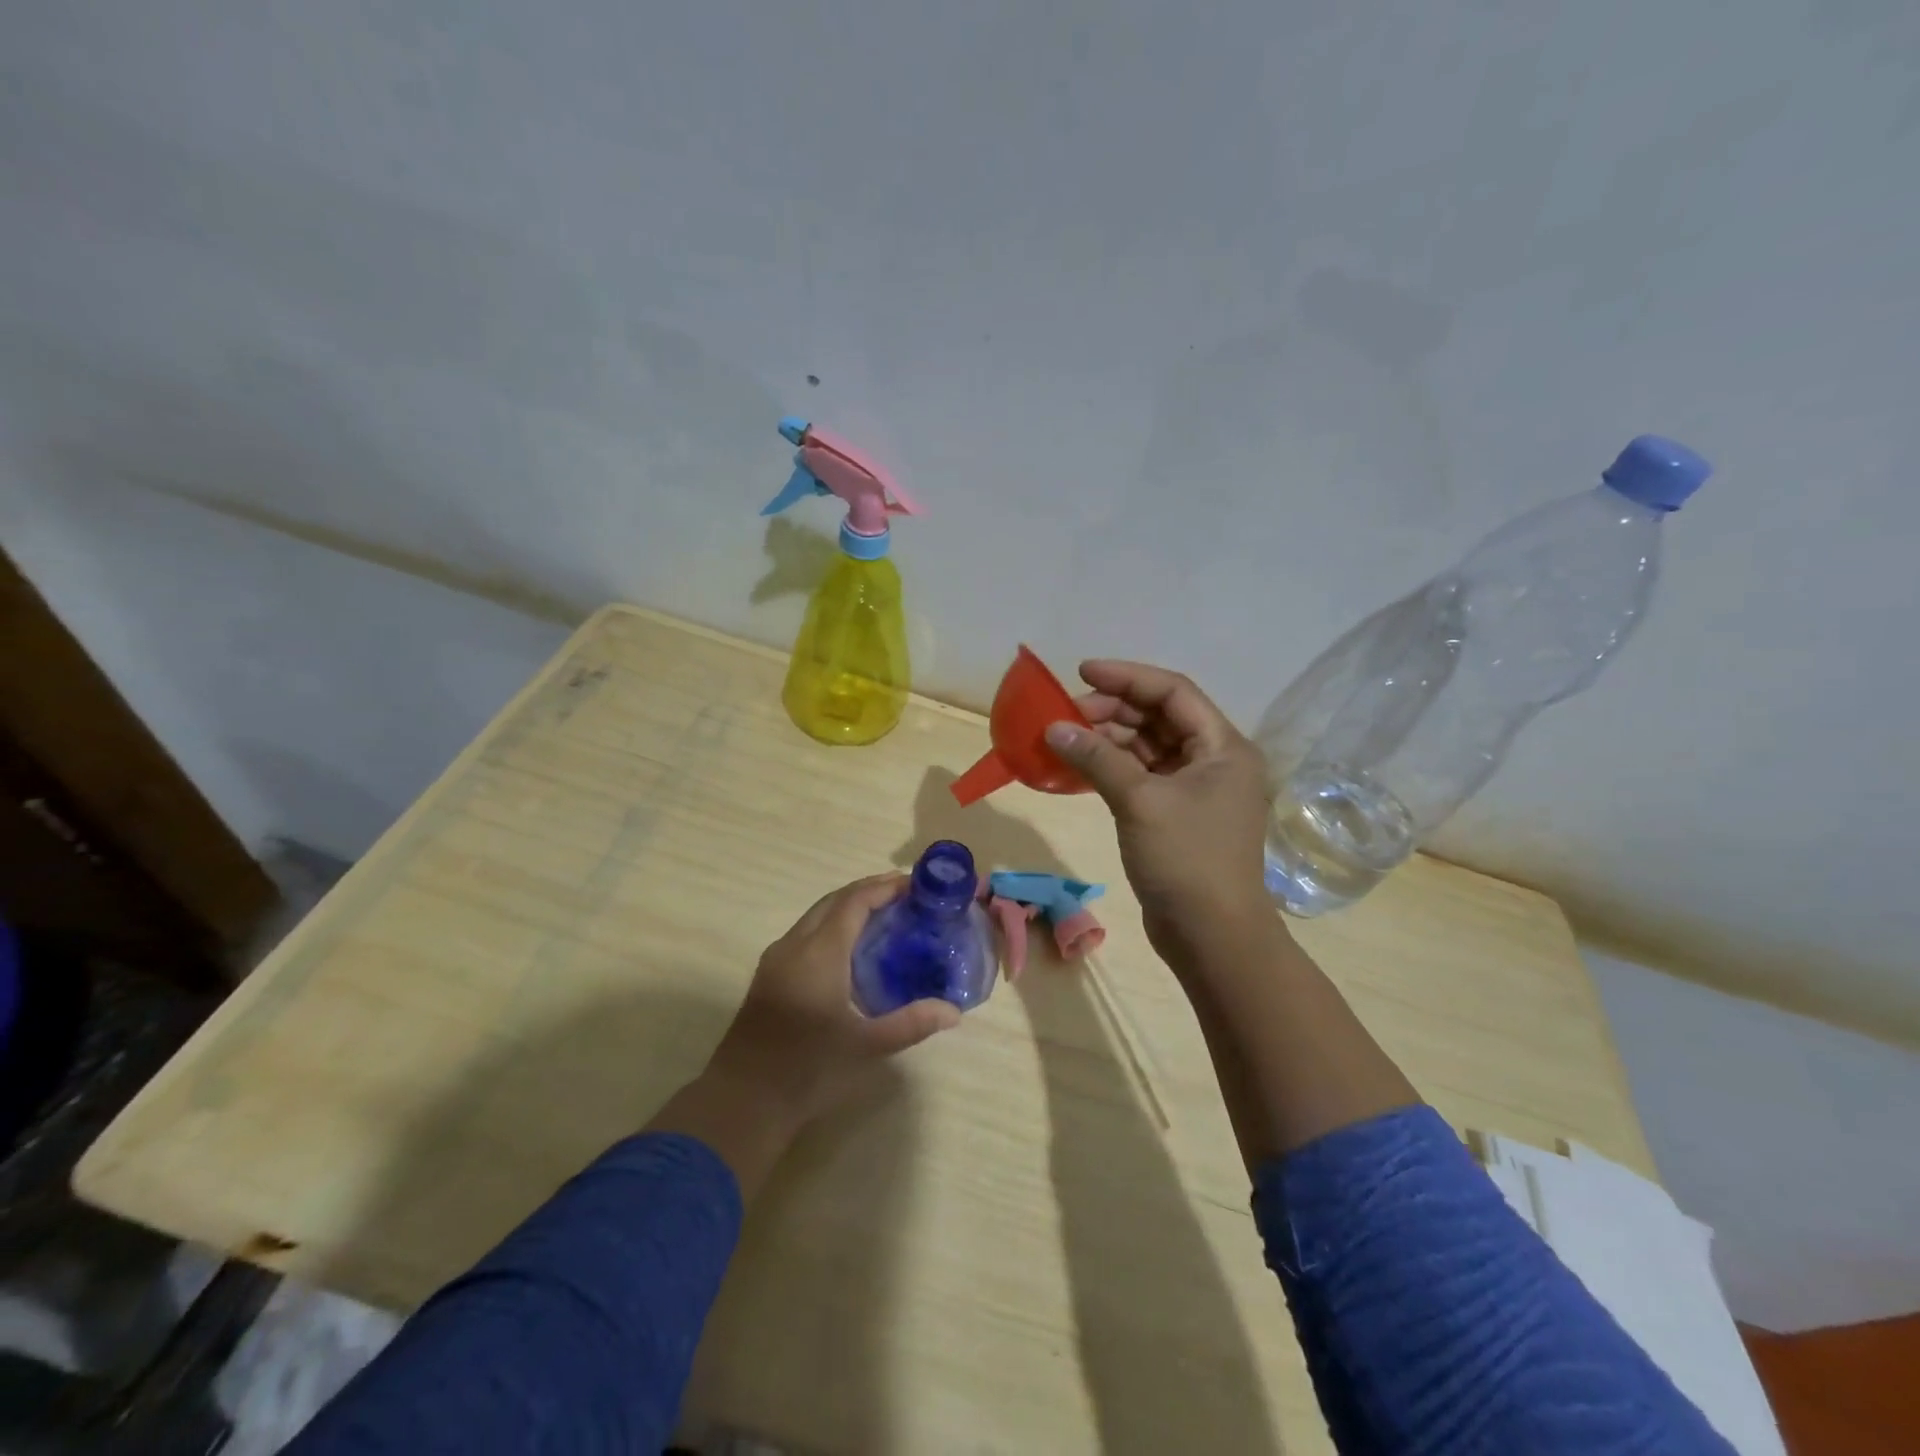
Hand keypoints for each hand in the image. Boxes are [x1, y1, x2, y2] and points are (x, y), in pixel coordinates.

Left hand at [711, 874, 961, 1123]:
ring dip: (848, 907)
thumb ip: (912, 1023)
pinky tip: (851, 950)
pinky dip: (832, 926)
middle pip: (834, 900)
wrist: (743, 1101)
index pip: (854, 901)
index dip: (884, 887)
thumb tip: (954, 1012)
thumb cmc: (808, 1069)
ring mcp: (777, 960)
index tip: (915, 884)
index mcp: (819, 952)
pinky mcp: (769, 976)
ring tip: (884, 916)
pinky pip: (805, 934)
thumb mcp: (866, 1046)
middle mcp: (795, 945)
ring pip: (816, 916)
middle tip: (905, 896)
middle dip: (868, 891)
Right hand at [1043, 661, 1273, 963]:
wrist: (1212, 937)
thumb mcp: (1140, 802)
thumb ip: (1097, 758)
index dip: (1127, 677)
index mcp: (1223, 746)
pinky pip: (1141, 775)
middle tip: (1065, 716)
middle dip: (1112, 711)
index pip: (1173, 691)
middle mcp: (1213, 760)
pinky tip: (1079, 767)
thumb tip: (1054, 727)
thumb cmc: (1186, 861)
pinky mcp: (1176, 814)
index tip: (1082, 673)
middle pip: (1159, 717)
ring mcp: (1195, 789)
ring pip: (1147, 747)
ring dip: (1108, 740)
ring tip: (1065, 740)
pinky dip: (1112, 768)